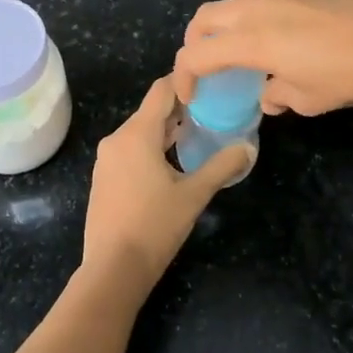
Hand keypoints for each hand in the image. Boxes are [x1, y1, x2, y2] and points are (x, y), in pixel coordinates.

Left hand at [83, 76, 250, 298]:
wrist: (112, 269)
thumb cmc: (155, 226)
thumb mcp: (194, 195)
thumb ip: (222, 166)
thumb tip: (249, 148)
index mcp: (137, 134)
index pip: (161, 89)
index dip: (185, 82)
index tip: (210, 87)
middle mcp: (117, 139)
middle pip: (150, 110)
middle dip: (180, 109)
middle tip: (211, 113)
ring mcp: (106, 159)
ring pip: (139, 131)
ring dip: (166, 130)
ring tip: (196, 136)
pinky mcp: (103, 177)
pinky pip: (129, 149)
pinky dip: (150, 147)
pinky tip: (170, 163)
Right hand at [174, 0, 352, 116]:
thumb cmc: (345, 76)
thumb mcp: (306, 99)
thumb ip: (276, 96)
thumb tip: (269, 95)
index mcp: (250, 41)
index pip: (197, 54)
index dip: (185, 76)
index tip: (192, 98)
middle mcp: (257, 12)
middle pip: (205, 16)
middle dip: (194, 42)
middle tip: (204, 68)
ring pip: (231, 0)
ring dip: (221, 22)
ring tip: (235, 47)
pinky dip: (249, 15)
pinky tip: (274, 38)